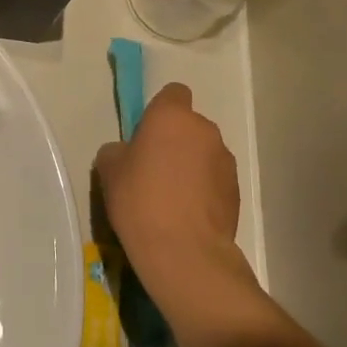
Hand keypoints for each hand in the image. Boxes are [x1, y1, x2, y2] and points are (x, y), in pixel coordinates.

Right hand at [95, 84, 248, 325]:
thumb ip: (118, 151)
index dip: (160, 111)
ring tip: (173, 199)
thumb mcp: (109, 171)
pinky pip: (215, 180)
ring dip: (192, 166)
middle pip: (189, 126)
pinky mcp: (237, 190)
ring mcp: (225, 160)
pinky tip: (188, 216)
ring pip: (204, 153)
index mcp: (172, 116)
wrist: (185, 252)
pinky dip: (204, 190)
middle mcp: (204, 130)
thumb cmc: (140, 201)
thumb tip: (127, 153)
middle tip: (154, 170)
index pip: (173, 94)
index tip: (146, 135)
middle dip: (175, 141)